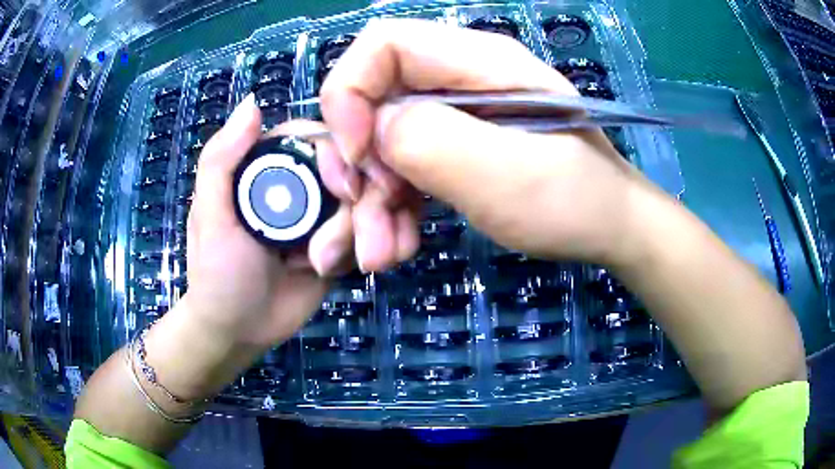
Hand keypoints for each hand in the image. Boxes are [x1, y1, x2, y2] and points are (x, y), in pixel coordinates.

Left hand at [143, 96, 354, 397]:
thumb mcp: (209, 216)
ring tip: (347, 264)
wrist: (240, 330)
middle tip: (361, 242)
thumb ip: (220, 160)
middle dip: (365, 201)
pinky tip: (374, 262)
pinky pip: (373, 231)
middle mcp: (303, 183)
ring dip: (369, 229)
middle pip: (353, 168)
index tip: (348, 189)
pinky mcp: (342, 244)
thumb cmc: (217, 274)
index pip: (318, 138)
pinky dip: (382, 243)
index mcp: (271, 165)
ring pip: (369, 201)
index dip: (340, 155)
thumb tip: (253, 103)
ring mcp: (325, 215)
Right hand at [319, 19, 653, 269]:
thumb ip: (430, 139)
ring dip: (372, 200)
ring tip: (383, 252)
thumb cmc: (574, 200)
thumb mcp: (506, 172)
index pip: (382, 43)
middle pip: (373, 97)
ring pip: (382, 142)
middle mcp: (459, 78)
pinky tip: (400, 244)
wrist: (610, 229)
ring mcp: (456, 115)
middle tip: (365, 214)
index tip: (355, 157)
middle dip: (358, 161)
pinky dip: (391, 209)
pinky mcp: (455, 149)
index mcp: (478, 61)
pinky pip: (403, 169)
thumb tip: (373, 131)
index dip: (350, 92)